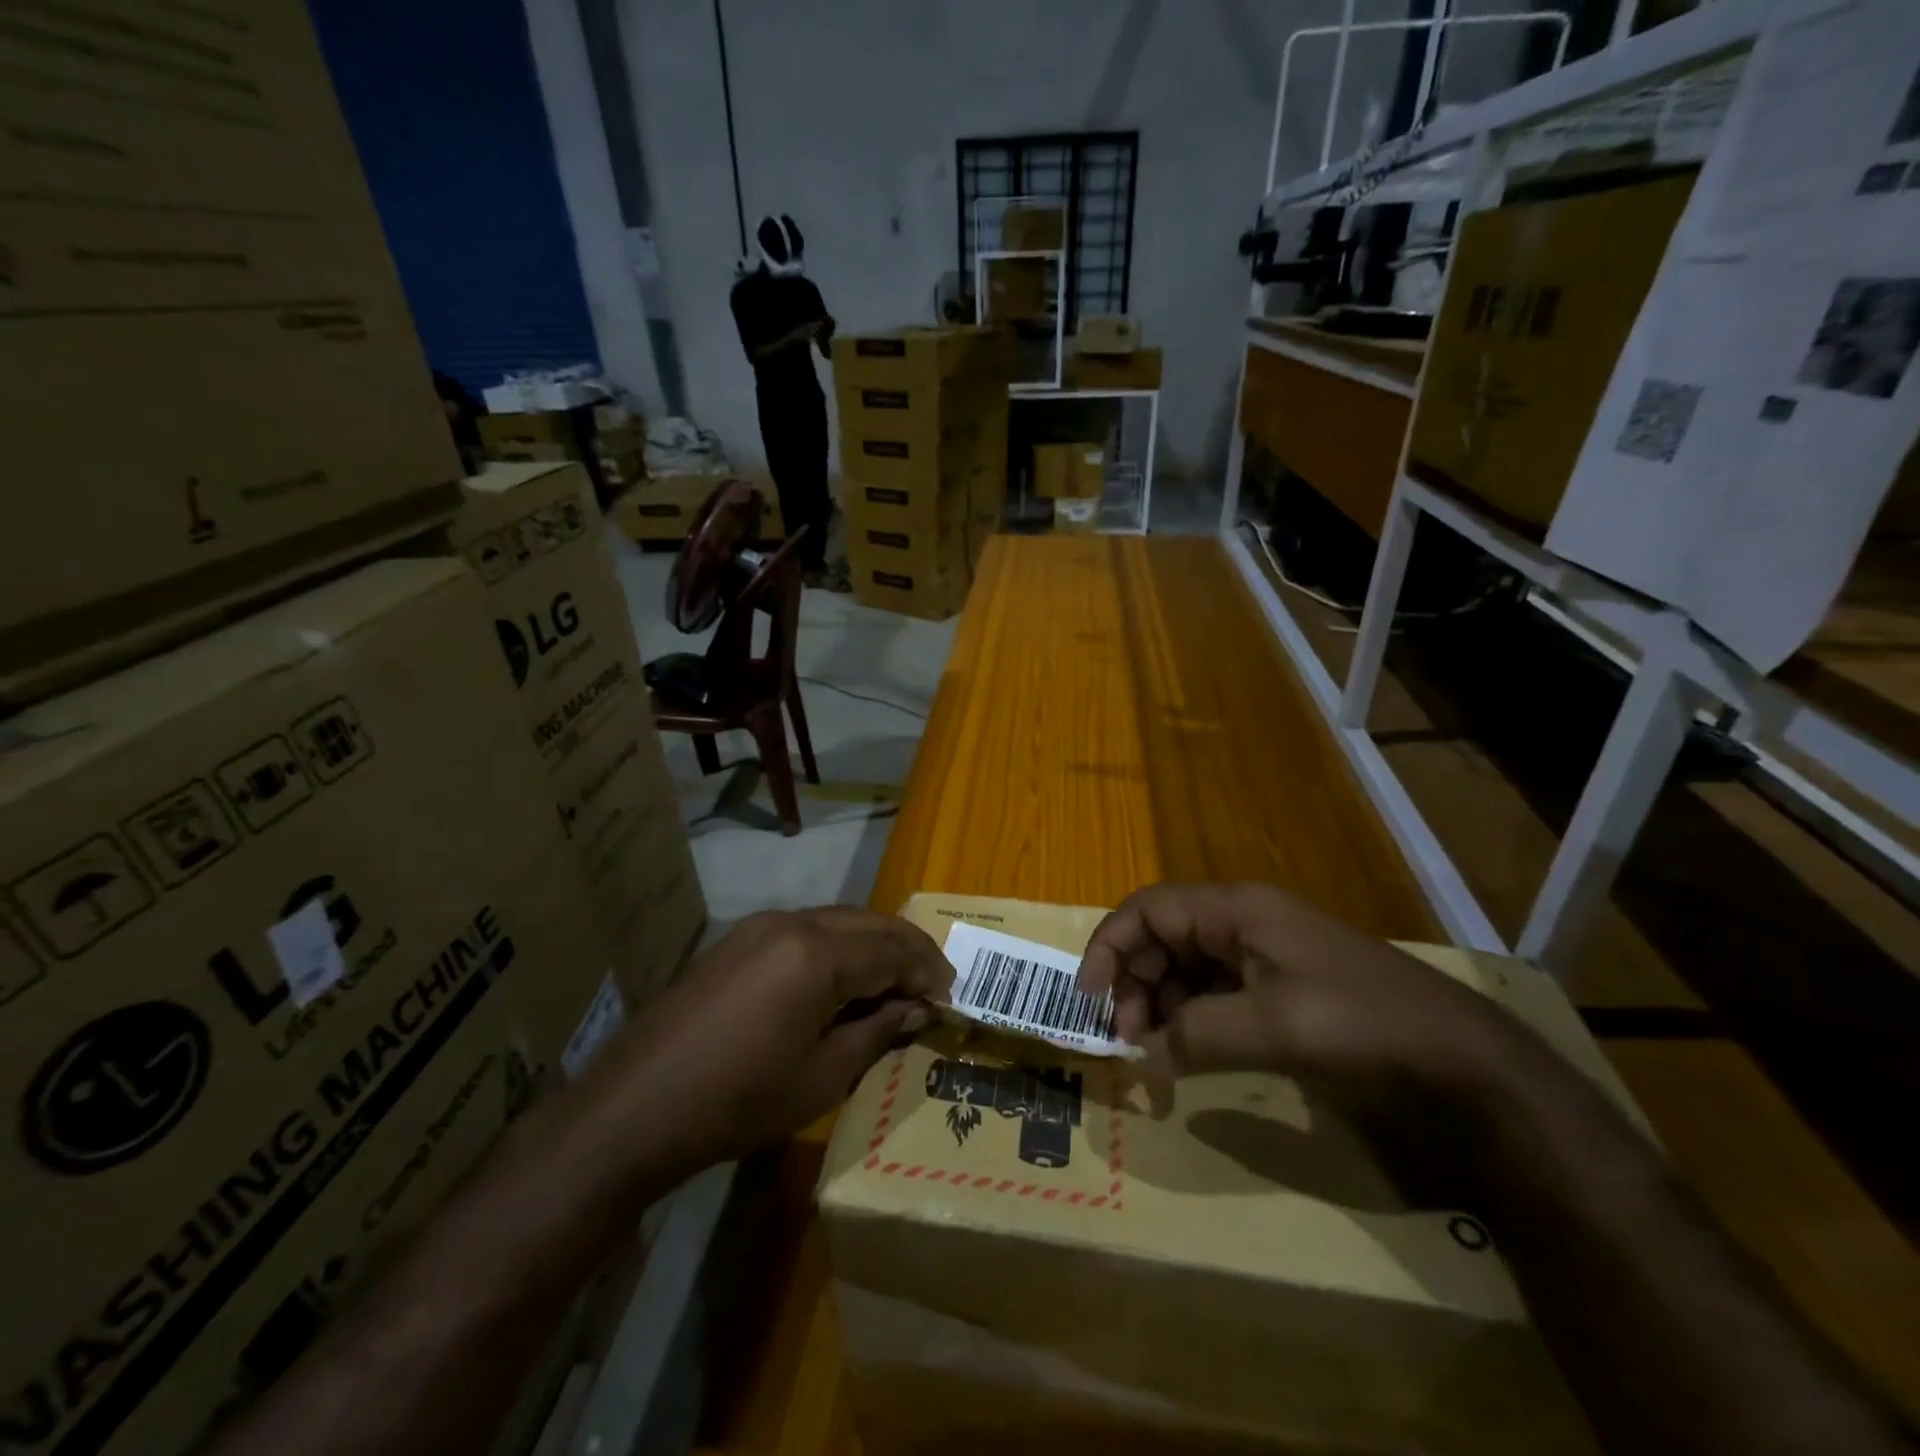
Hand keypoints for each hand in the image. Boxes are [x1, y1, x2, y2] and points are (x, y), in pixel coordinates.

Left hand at [611, 909, 951, 1173]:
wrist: (634, 1107)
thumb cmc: (739, 1100)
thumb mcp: (821, 1077)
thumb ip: (877, 1033)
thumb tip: (918, 1009)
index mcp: (818, 953)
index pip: (893, 950)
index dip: (928, 972)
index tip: (951, 998)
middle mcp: (792, 923)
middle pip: (869, 923)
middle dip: (908, 949)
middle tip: (935, 983)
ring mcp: (760, 927)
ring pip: (838, 921)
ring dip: (874, 945)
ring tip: (896, 982)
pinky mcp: (738, 941)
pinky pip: (806, 931)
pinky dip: (839, 948)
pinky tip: (844, 980)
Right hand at [1078, 883, 1550, 1122]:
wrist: (1461, 1061)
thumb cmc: (1360, 1024)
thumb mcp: (1273, 1027)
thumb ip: (1195, 1034)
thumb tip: (1145, 1055)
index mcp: (1237, 910)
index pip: (1148, 909)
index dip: (1110, 947)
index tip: (1089, 1000)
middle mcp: (1243, 923)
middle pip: (1162, 937)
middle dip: (1134, 983)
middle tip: (1127, 1040)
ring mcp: (1263, 956)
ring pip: (1185, 967)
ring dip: (1160, 1004)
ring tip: (1154, 1052)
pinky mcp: (1280, 990)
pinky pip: (1214, 994)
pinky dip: (1191, 1019)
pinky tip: (1188, 1053)